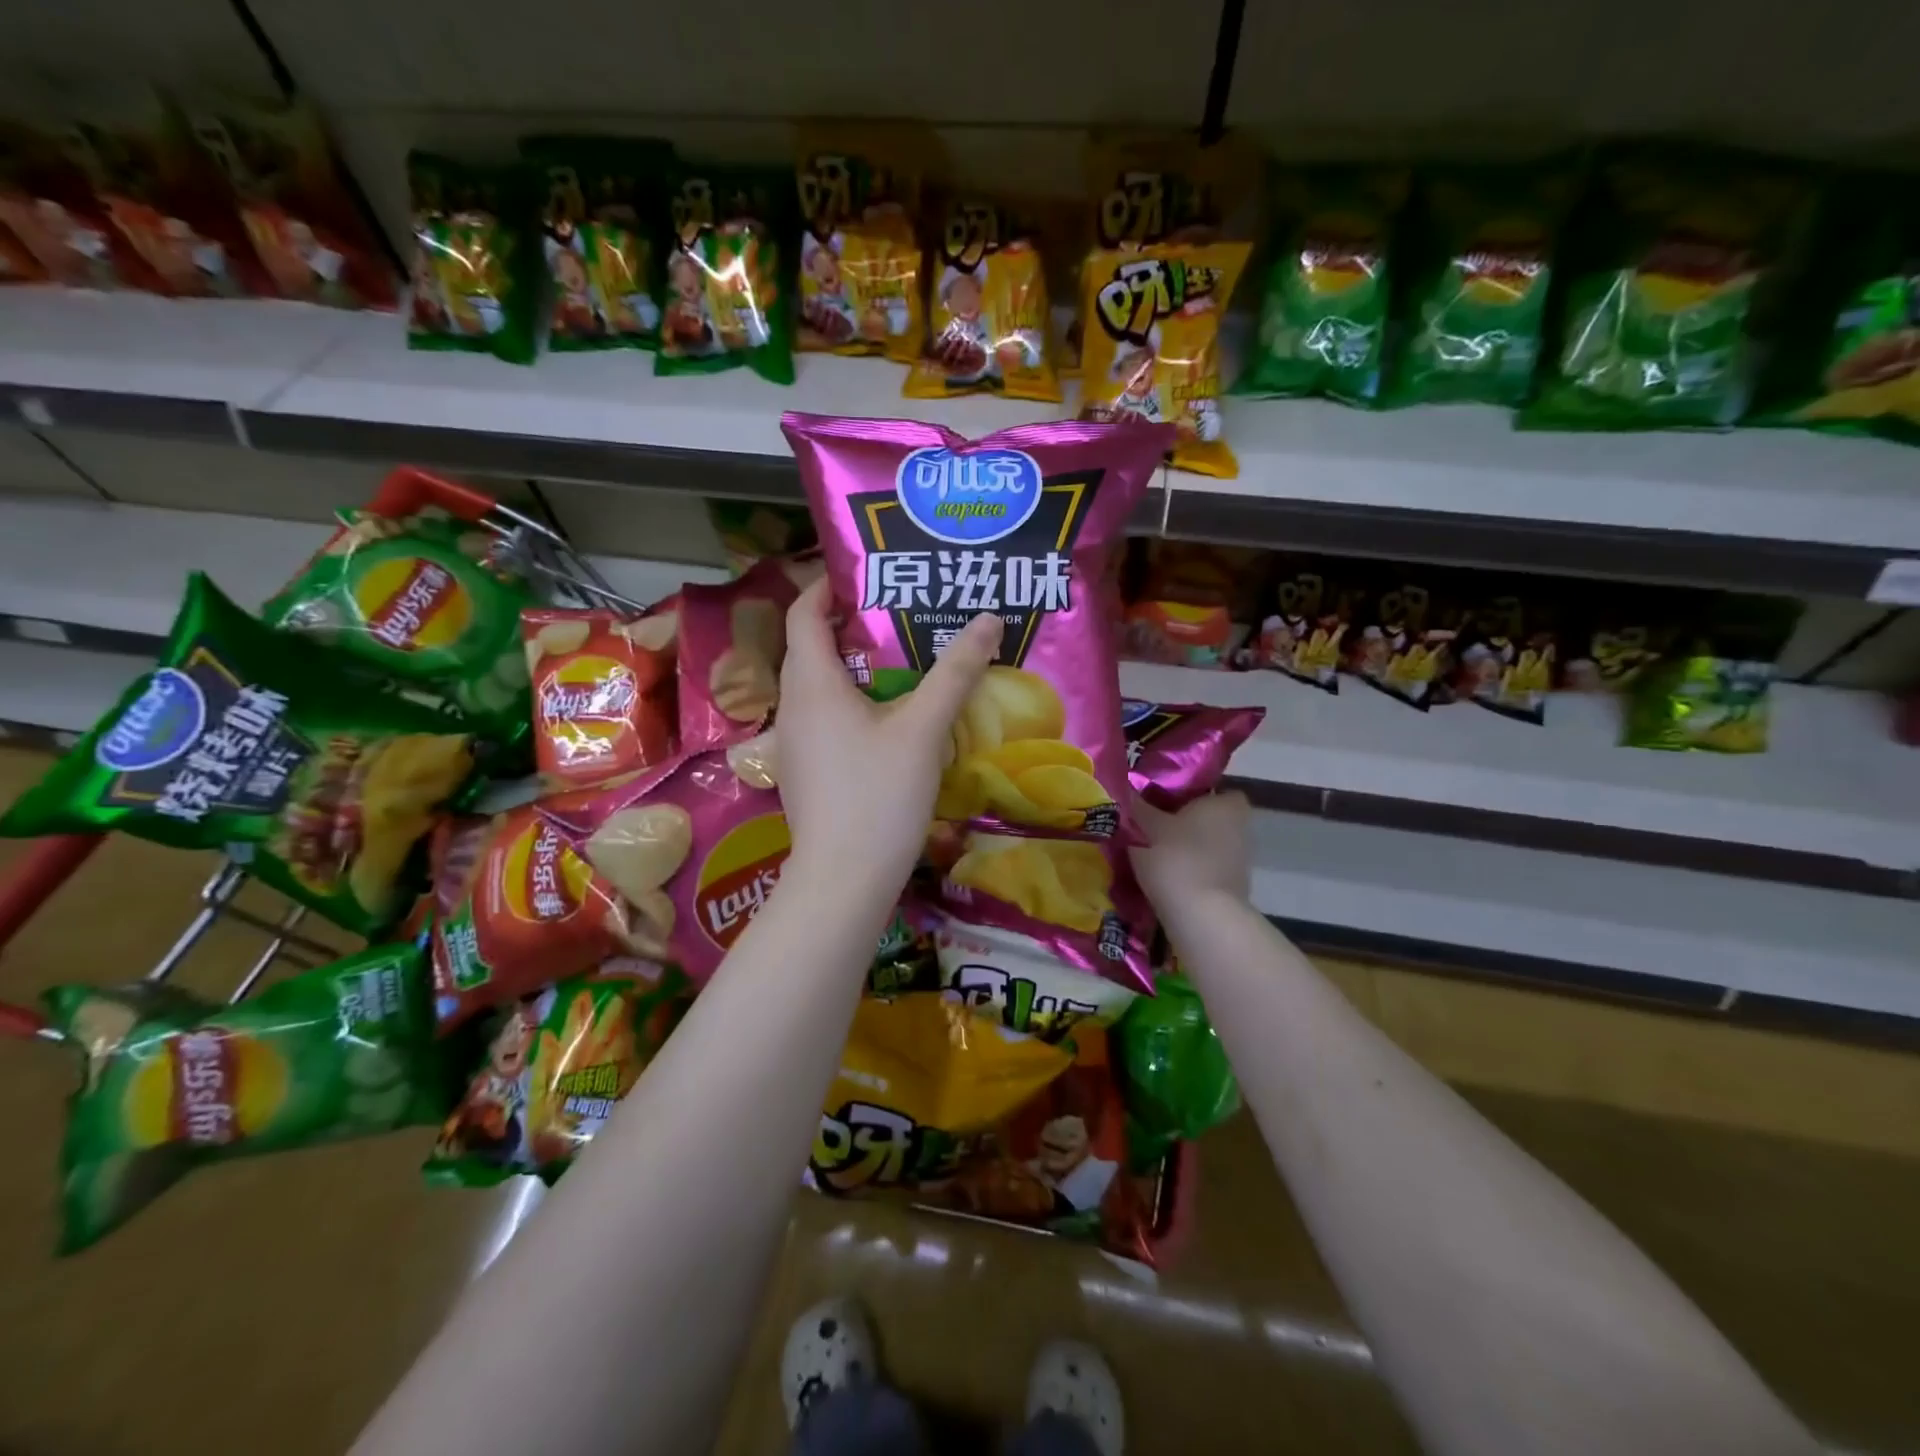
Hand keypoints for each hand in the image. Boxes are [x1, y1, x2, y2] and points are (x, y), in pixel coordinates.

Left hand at [776, 578, 1001, 889]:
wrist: (843, 880)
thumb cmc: (878, 796)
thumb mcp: (924, 729)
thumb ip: (955, 672)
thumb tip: (988, 619)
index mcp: (810, 684)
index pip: (803, 614)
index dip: (826, 586)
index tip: (863, 574)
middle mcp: (791, 707)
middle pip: (811, 649)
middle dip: (849, 626)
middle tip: (898, 615)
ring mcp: (794, 744)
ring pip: (819, 688)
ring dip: (853, 668)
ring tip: (901, 663)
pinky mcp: (804, 773)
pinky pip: (824, 720)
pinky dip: (851, 704)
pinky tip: (888, 720)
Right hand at [1129, 792, 1251, 910]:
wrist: (1201, 917)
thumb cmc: (1177, 858)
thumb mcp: (1147, 828)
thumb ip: (1138, 808)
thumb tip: (1124, 790)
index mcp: (1226, 804)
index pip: (1213, 790)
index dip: (1190, 793)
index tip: (1163, 801)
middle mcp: (1241, 828)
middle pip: (1208, 819)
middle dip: (1184, 823)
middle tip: (1150, 825)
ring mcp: (1239, 861)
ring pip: (1206, 846)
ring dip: (1185, 849)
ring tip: (1150, 852)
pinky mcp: (1232, 889)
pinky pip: (1205, 870)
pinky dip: (1188, 871)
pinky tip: (1162, 876)